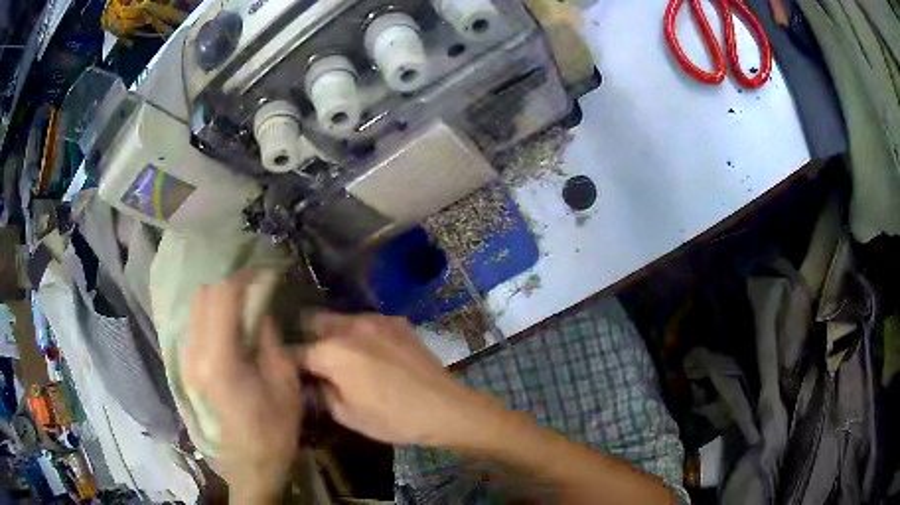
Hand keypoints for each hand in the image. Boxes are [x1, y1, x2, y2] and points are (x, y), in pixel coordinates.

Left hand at [184, 271, 301, 501]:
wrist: (251, 462)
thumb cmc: (274, 428)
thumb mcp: (284, 383)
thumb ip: (269, 338)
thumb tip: (261, 308)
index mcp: (219, 360)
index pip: (221, 297)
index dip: (243, 278)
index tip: (264, 275)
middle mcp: (195, 354)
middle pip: (203, 296)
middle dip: (229, 284)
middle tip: (256, 287)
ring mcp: (187, 360)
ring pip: (196, 307)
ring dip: (219, 297)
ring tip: (245, 302)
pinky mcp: (188, 366)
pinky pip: (196, 324)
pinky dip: (213, 313)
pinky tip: (232, 323)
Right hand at [302, 313, 499, 446]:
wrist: (444, 407)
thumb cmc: (392, 418)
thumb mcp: (347, 415)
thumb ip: (322, 392)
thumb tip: (315, 380)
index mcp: (331, 352)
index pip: (295, 351)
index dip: (289, 362)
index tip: (290, 370)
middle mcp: (349, 327)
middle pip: (314, 322)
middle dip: (309, 339)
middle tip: (317, 360)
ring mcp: (375, 320)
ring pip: (341, 319)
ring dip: (335, 334)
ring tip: (345, 356)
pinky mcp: (397, 321)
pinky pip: (368, 322)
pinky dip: (361, 334)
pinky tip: (374, 353)